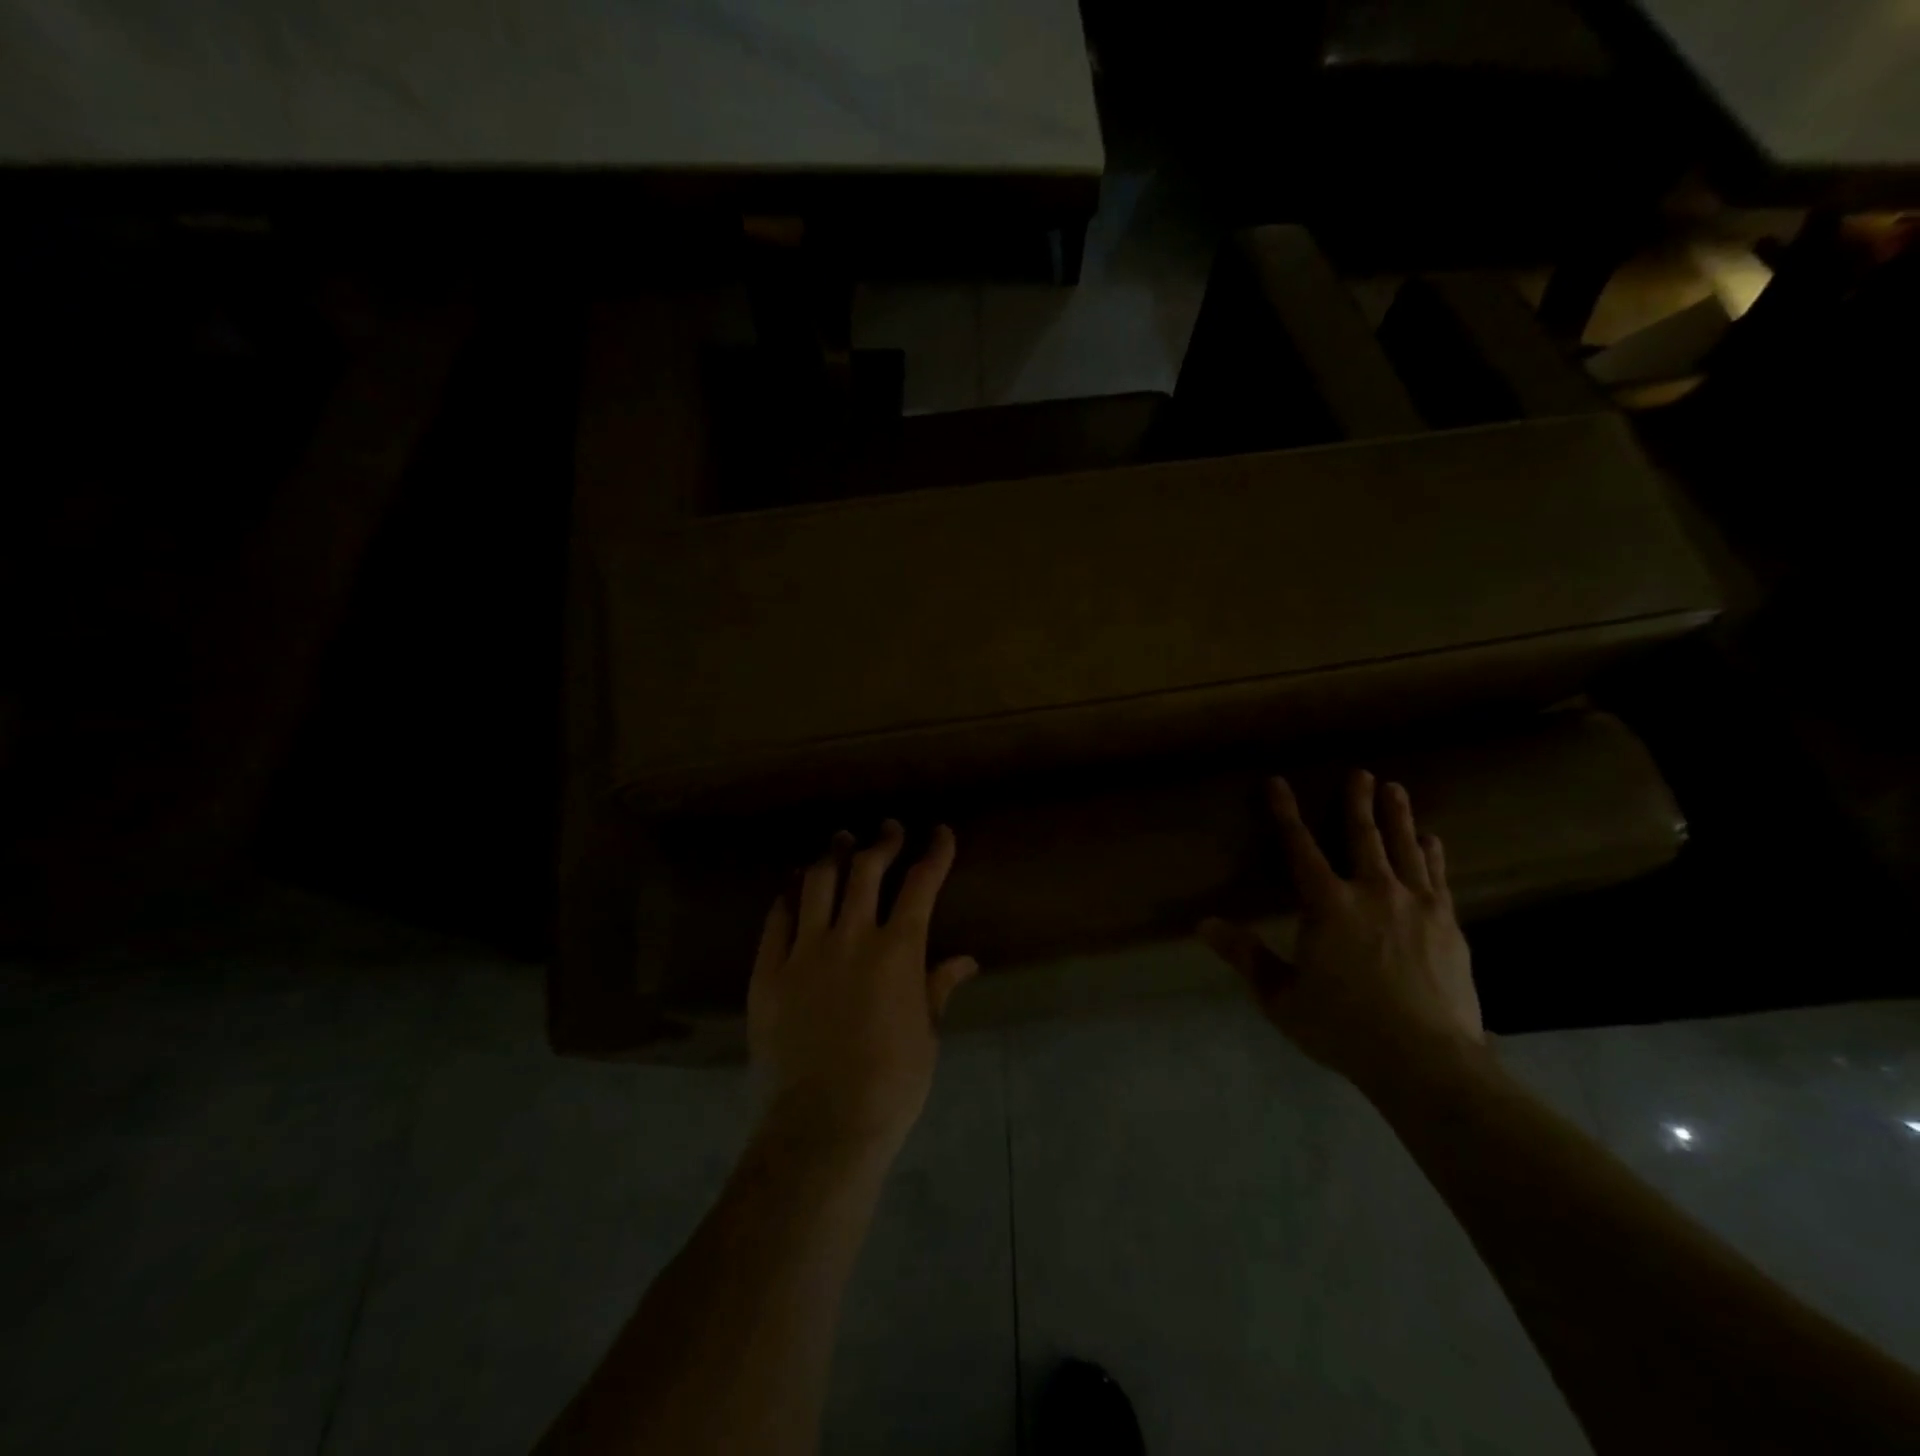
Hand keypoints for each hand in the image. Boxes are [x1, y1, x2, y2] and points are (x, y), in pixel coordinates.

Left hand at [747, 820, 977, 1162]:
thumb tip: (965, 960)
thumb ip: (938, 988)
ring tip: (840, 841)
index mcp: (897, 951)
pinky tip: (794, 886)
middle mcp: (851, 937)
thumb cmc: (890, 1085)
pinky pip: (777, 919)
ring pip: (818, 883)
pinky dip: (789, 896)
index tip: (940, 832)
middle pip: (866, 869)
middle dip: (882, 842)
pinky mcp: (768, 971)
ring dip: (833, 855)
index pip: (921, 884)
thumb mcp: (926, 1035)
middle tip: (888, 830)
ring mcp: (804, 951)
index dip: (934, 853)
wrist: (822, 1126)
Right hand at [1200, 771, 1483, 1089]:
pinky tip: (1432, 841)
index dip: (1286, 813)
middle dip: (1357, 802)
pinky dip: (1432, 855)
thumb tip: (1203, 924)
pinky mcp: (1448, 926)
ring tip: (1396, 789)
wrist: (1426, 1061)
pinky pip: (1438, 878)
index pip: (1300, 847)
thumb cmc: (1343, 1026)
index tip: (1278, 782)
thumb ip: (1244, 955)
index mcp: (1327, 905)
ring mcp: (1416, 906)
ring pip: (1405, 849)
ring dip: (1398, 817)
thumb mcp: (1280, 996)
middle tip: (1361, 773)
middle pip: (1363, 837)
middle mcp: (1372, 892)